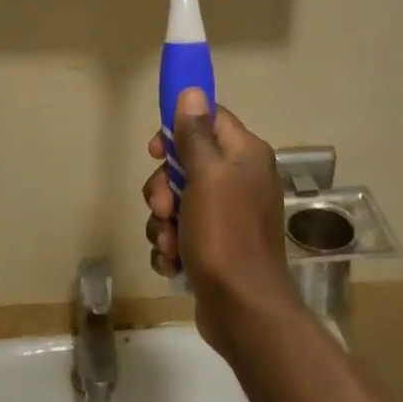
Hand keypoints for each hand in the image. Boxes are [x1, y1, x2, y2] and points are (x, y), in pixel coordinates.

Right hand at [143, 89, 301, 359]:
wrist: (243, 311)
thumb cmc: (225, 234)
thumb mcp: (206, 176)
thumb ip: (195, 134)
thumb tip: (192, 91)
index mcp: (245, 154)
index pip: (210, 119)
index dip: (179, 128)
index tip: (157, 150)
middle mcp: (240, 179)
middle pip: (187, 163)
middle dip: (164, 188)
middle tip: (163, 208)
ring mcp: (228, 215)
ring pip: (178, 200)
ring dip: (164, 222)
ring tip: (170, 243)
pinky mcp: (216, 245)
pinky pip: (182, 232)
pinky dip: (172, 246)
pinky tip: (174, 263)